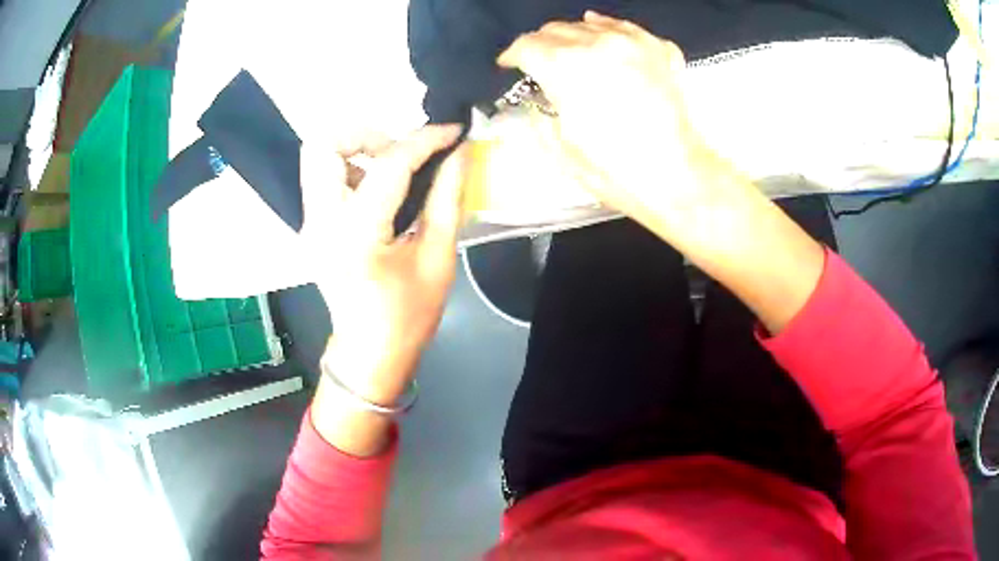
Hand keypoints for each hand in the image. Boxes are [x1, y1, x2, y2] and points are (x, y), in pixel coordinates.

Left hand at [300, 125, 467, 405]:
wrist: (370, 353)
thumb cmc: (408, 316)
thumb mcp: (437, 259)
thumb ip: (446, 198)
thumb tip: (458, 153)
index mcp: (356, 233)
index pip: (388, 164)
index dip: (424, 140)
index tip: (452, 132)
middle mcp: (321, 221)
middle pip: (322, 146)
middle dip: (365, 135)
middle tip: (401, 152)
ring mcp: (310, 224)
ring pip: (319, 158)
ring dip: (356, 151)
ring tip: (393, 172)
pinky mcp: (311, 227)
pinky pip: (324, 179)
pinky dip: (351, 170)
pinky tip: (379, 192)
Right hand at [500, 13, 824, 334]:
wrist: (694, 189)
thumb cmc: (629, 183)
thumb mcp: (569, 156)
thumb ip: (541, 120)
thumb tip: (526, 103)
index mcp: (577, 73)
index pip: (529, 46)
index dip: (514, 57)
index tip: (510, 69)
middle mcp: (607, 48)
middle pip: (559, 30)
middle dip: (542, 47)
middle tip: (538, 68)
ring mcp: (640, 48)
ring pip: (592, 24)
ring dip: (575, 37)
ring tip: (570, 57)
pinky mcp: (664, 57)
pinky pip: (628, 30)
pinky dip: (610, 34)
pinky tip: (608, 46)